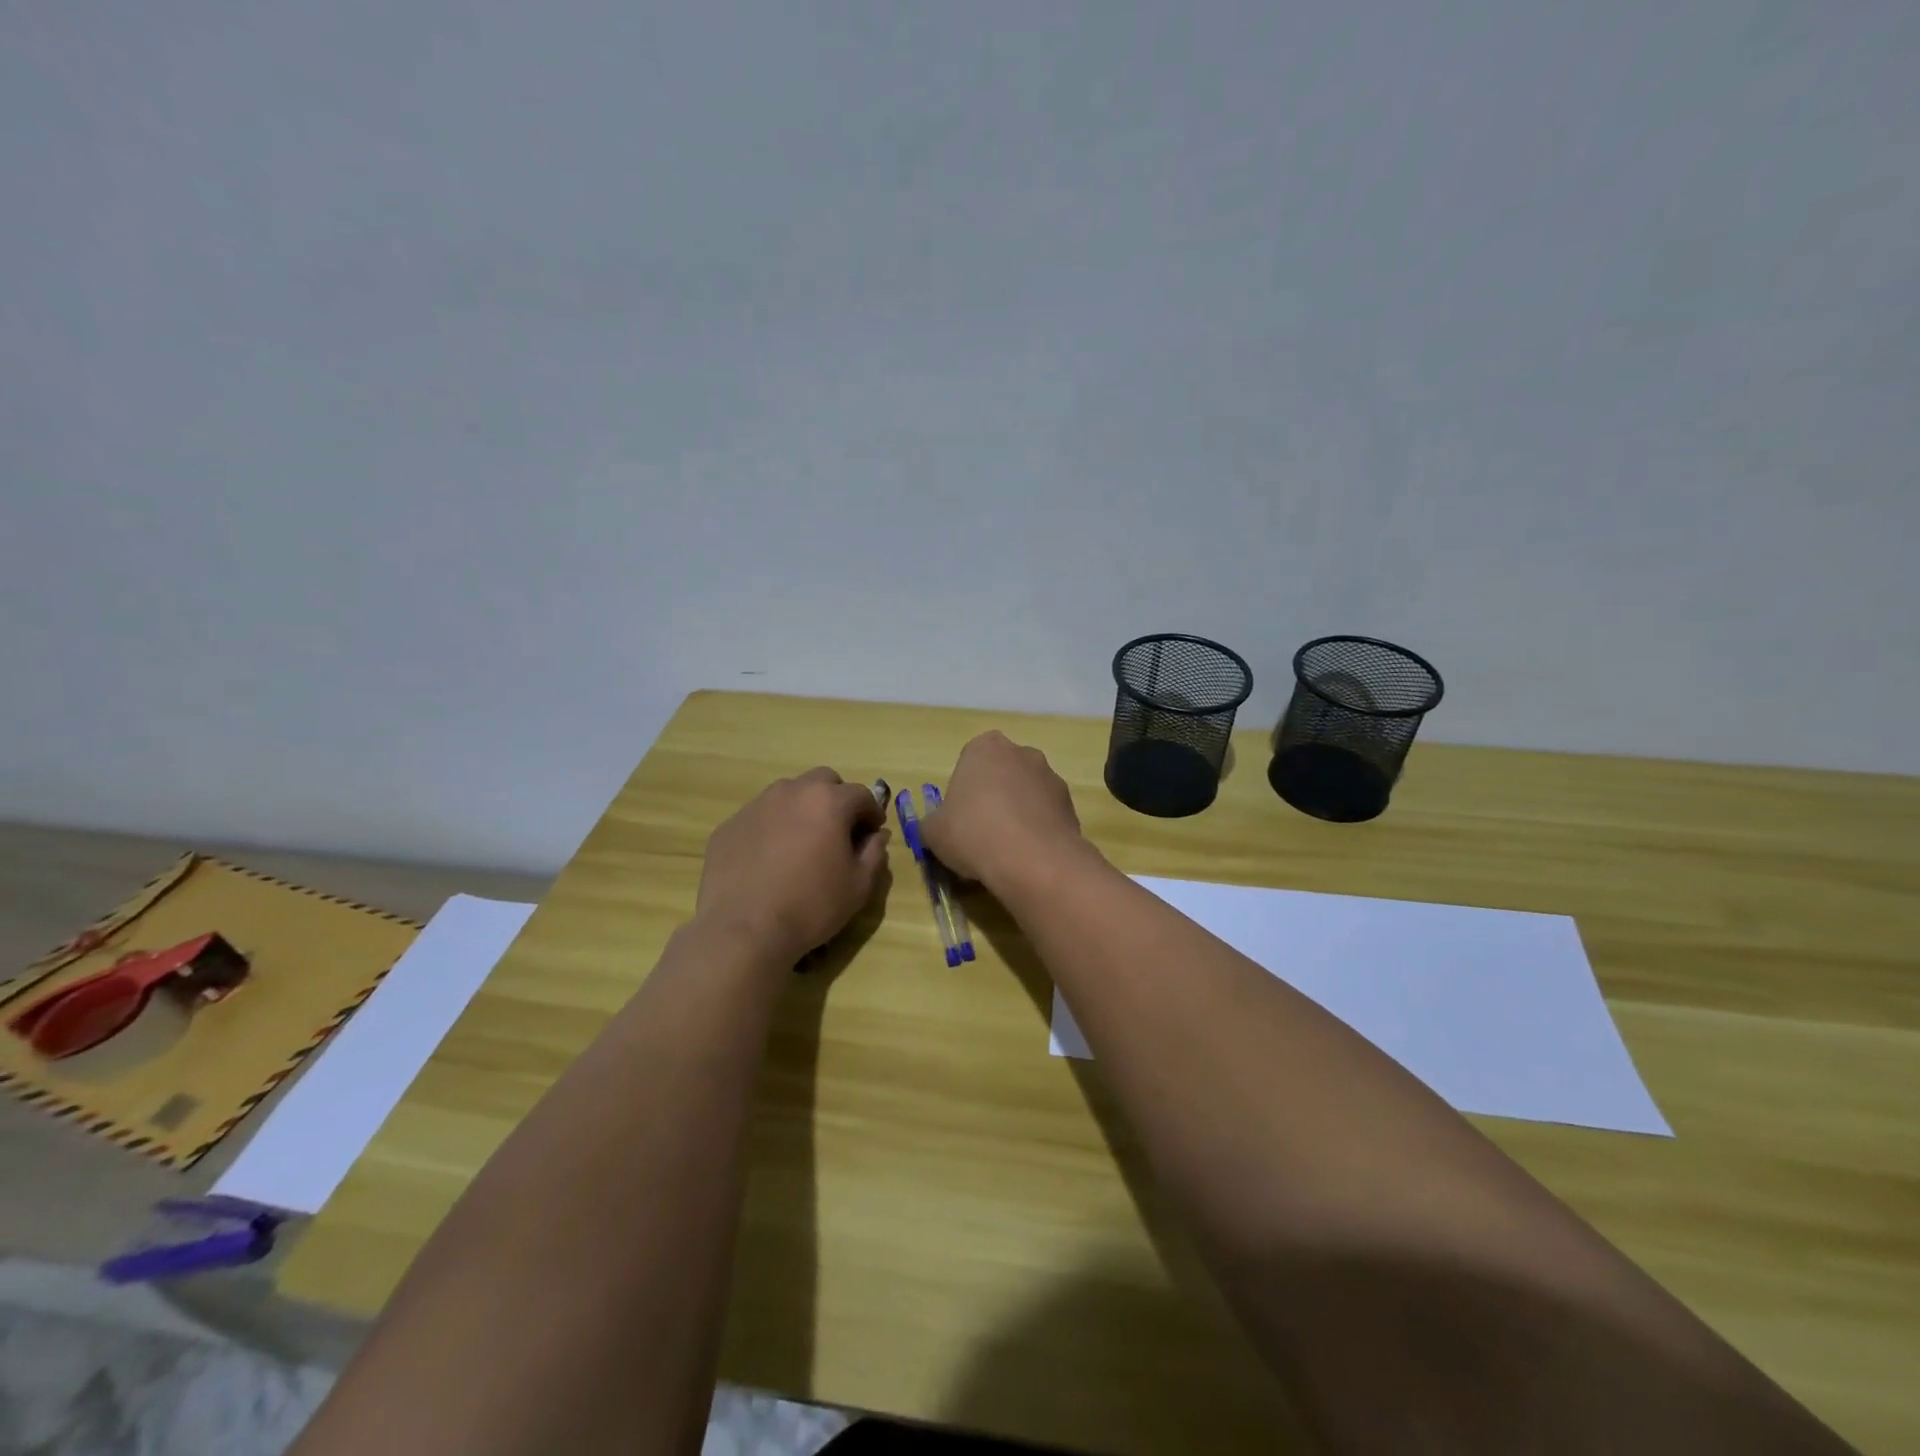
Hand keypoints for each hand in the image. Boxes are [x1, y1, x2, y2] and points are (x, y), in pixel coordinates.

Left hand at [696, 768, 889, 963]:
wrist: (742, 929)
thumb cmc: (811, 906)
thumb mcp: (858, 886)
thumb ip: (874, 853)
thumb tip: (877, 836)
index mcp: (828, 801)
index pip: (861, 794)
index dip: (871, 814)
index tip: (871, 834)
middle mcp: (791, 792)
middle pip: (823, 781)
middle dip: (836, 800)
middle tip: (837, 832)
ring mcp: (755, 806)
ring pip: (788, 795)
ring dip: (802, 810)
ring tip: (801, 845)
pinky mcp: (729, 826)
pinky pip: (759, 818)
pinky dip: (771, 829)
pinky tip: (769, 861)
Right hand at [920, 732, 1085, 891]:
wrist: (1032, 860)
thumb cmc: (973, 833)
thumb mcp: (933, 832)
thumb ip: (932, 823)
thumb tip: (936, 828)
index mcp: (985, 747)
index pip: (969, 761)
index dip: (963, 791)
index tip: (959, 818)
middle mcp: (1022, 752)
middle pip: (1001, 774)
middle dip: (993, 798)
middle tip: (980, 833)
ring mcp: (1051, 777)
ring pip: (1026, 794)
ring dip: (1017, 813)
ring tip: (1006, 850)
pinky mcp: (1071, 804)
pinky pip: (1046, 815)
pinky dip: (1037, 830)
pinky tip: (1027, 856)